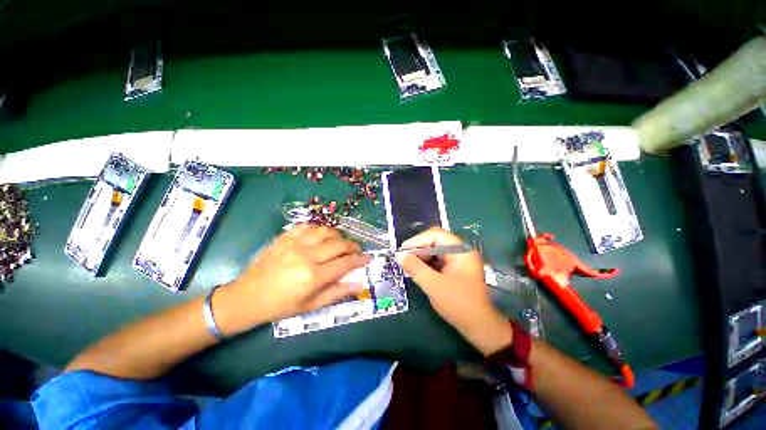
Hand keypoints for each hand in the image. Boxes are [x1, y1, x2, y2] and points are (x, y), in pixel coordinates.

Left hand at [214, 224, 367, 335]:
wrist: (246, 297)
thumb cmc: (280, 306)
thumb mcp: (310, 306)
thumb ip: (337, 293)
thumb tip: (359, 284)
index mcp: (313, 277)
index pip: (345, 263)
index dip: (360, 259)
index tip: (368, 258)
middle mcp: (306, 256)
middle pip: (339, 244)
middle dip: (353, 245)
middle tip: (357, 250)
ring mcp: (294, 244)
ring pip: (325, 230)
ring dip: (338, 235)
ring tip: (340, 242)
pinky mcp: (284, 237)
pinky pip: (307, 226)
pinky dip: (318, 228)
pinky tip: (320, 235)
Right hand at [398, 227, 511, 354]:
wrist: (479, 327)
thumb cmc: (458, 304)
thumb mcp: (433, 285)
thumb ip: (415, 268)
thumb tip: (399, 255)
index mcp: (460, 250)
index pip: (436, 235)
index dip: (417, 240)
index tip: (403, 250)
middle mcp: (461, 251)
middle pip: (435, 241)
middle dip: (419, 248)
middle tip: (404, 258)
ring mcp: (459, 260)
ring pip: (435, 251)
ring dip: (422, 256)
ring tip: (409, 265)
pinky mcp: (456, 269)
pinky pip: (438, 260)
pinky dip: (427, 263)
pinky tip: (418, 271)